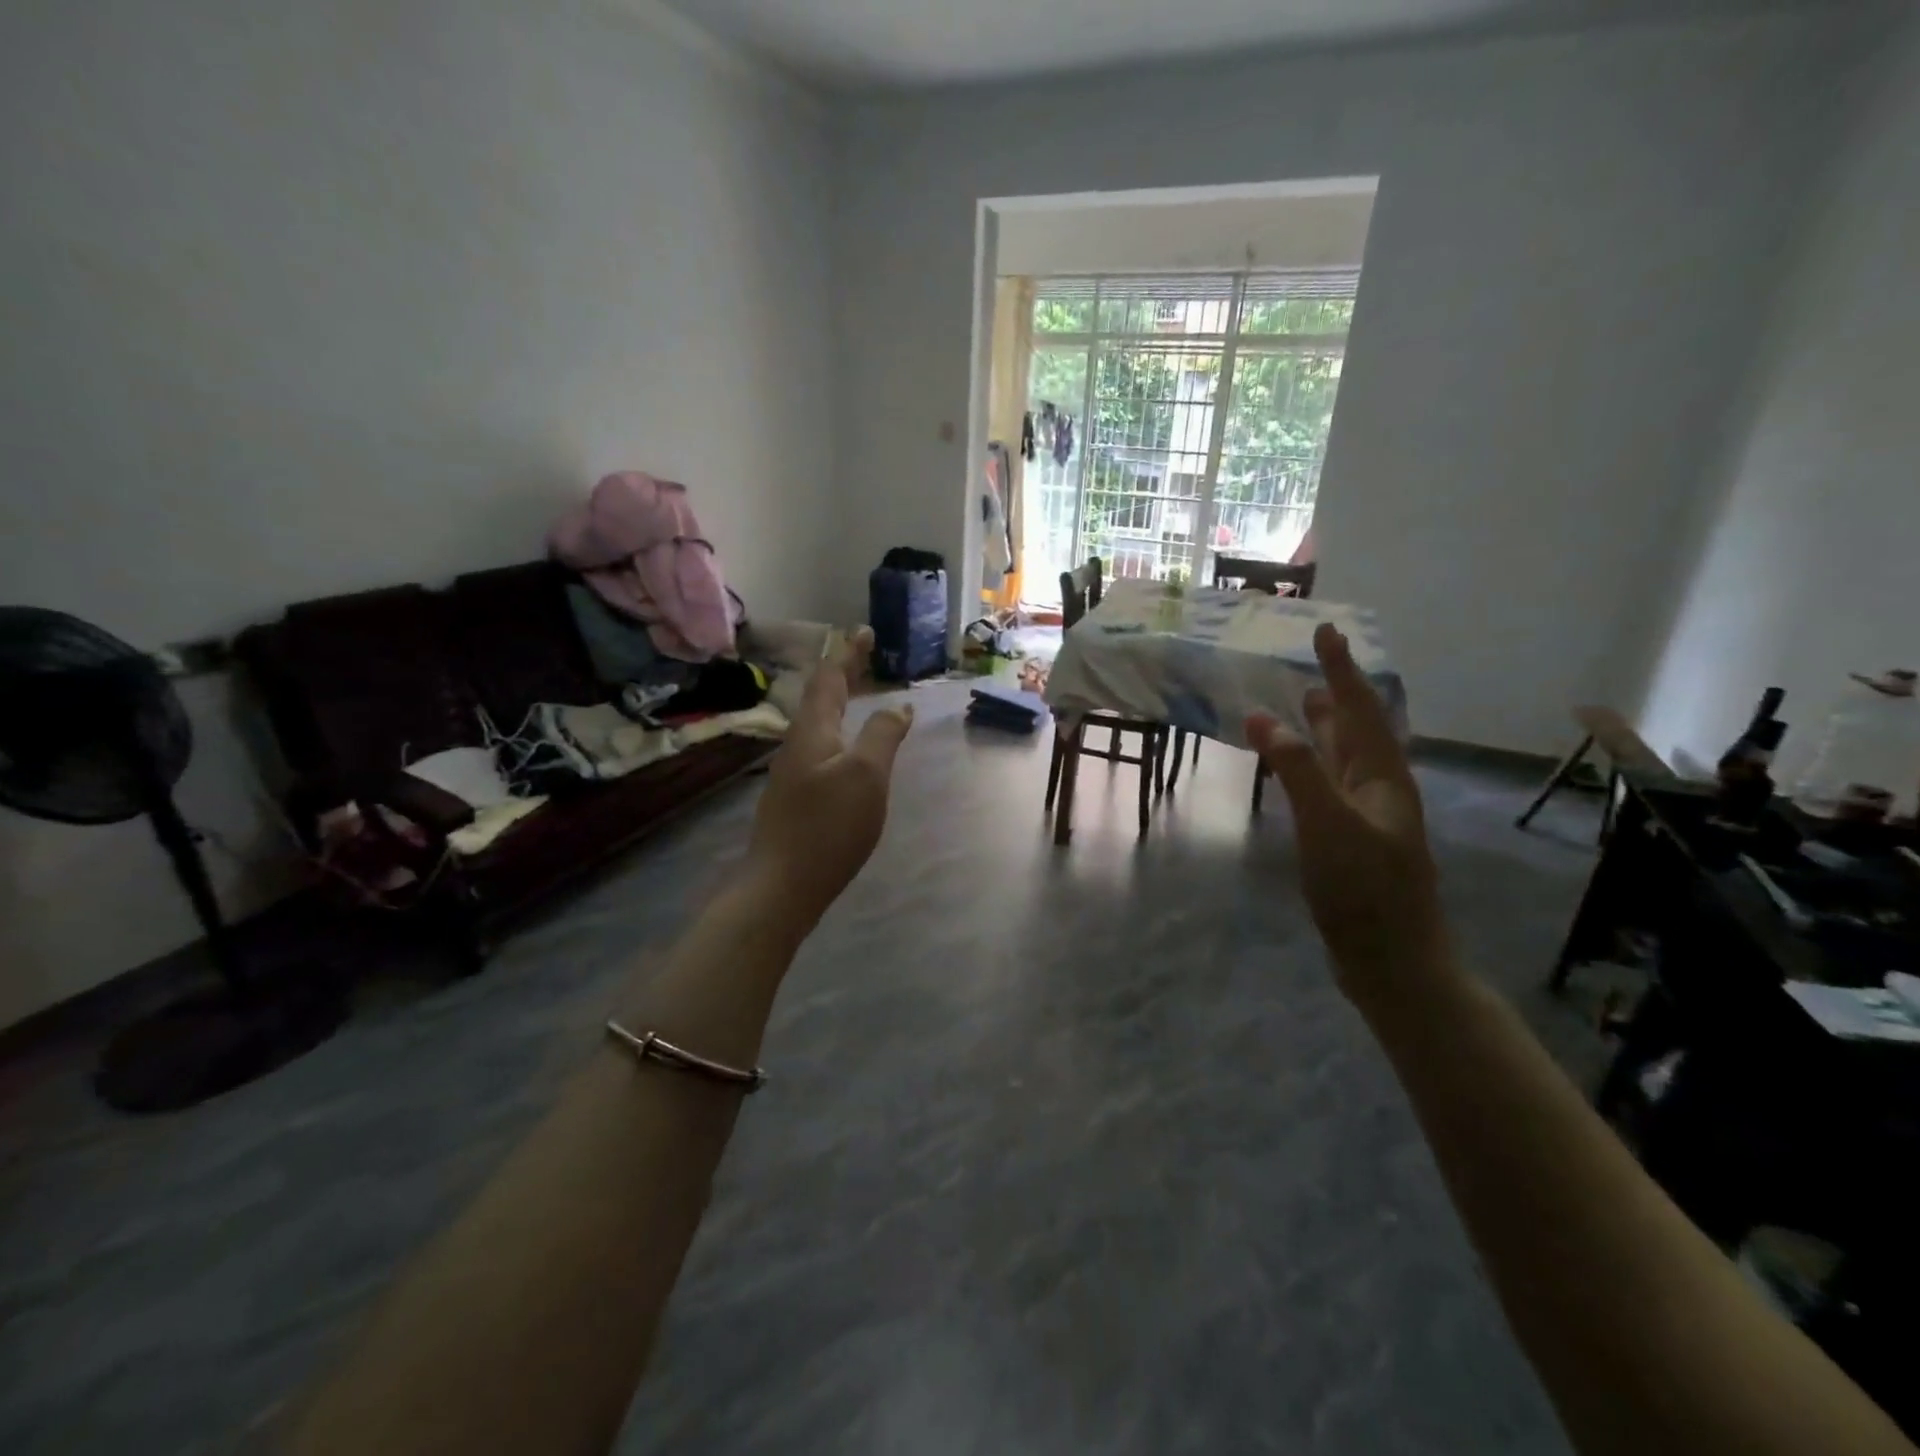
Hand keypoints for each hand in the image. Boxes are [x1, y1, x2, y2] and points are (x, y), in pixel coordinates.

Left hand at [746, 627, 912, 929]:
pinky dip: (839, 731)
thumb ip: (882, 735)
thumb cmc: (828, 826)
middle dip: (843, 673)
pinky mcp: (796, 797)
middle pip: (821, 697)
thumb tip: (897, 706)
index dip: (849, 654)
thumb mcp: (866, 775)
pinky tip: (849, 748)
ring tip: (859, 694)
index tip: (865, 632)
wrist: (782, 885)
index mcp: (812, 731)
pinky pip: (821, 747)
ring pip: (818, 723)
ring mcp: (793, 772)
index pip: (830, 678)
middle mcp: (797, 744)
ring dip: (839, 701)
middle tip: (865, 655)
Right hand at [1246, 623, 1448, 995]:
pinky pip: (1330, 786)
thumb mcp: (1327, 823)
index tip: (1328, 631)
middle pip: (1358, 729)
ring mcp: (1367, 817)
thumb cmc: (1364, 889)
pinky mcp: (1351, 841)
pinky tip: (1301, 771)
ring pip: (1345, 759)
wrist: (1393, 960)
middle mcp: (1379, 789)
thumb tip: (1261, 715)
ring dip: (1327, 729)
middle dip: (1338, 695)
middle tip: (1315, 664)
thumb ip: (1296, 768)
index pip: (1361, 709)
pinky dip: (1313, 766)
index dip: (1343, 669)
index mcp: (1383, 777)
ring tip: (1307, 704)